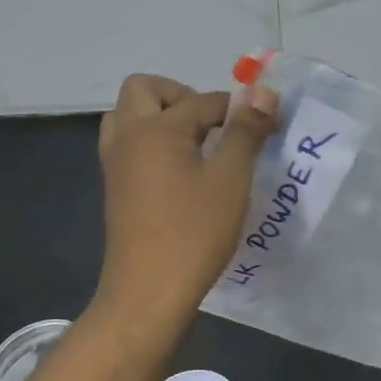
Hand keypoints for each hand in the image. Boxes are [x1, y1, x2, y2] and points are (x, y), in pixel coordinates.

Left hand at [92, 73, 277, 327]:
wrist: (149, 291)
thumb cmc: (194, 232)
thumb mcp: (230, 179)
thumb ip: (246, 131)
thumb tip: (263, 92)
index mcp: (155, 128)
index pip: (202, 100)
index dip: (238, 109)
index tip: (264, 126)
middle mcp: (127, 136)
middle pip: (144, 89)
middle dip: (182, 96)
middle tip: (213, 126)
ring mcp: (115, 163)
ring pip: (130, 116)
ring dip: (161, 117)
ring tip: (196, 146)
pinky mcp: (115, 187)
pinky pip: (128, 144)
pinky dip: (152, 142)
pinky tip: (182, 173)